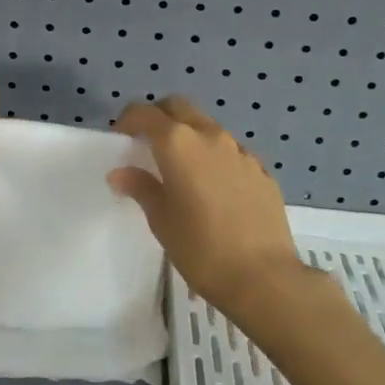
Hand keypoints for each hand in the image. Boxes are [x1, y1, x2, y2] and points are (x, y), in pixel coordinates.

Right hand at [110, 97, 303, 315]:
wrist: (264, 277)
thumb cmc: (201, 249)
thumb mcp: (161, 220)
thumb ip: (141, 188)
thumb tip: (121, 173)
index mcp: (179, 144)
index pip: (146, 113)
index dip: (129, 119)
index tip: (121, 137)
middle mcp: (210, 136)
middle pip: (179, 107)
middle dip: (159, 116)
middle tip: (148, 142)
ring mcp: (240, 151)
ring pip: (207, 127)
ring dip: (189, 135)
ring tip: (181, 168)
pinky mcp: (261, 170)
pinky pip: (231, 152)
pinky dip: (215, 157)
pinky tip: (214, 188)